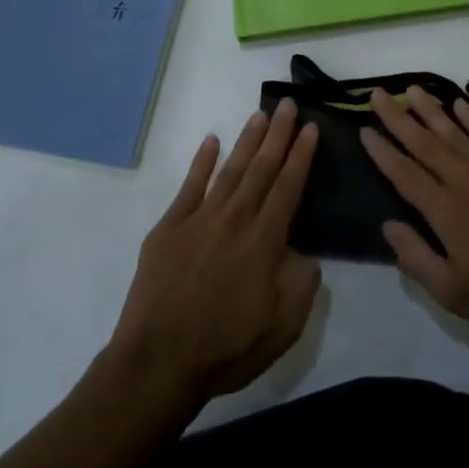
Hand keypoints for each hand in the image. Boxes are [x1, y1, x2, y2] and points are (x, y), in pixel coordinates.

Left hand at [110, 101, 321, 401]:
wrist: (158, 363)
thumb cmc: (227, 348)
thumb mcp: (284, 324)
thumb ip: (302, 282)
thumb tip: (304, 252)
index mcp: (265, 240)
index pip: (289, 186)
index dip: (301, 155)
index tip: (310, 127)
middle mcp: (235, 219)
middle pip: (262, 168)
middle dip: (278, 134)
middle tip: (288, 104)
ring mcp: (199, 220)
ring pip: (230, 170)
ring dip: (247, 141)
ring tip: (260, 115)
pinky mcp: (168, 229)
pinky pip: (189, 186)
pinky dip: (201, 162)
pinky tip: (211, 141)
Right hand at [361, 87, 468, 337]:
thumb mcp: (453, 293)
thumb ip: (416, 258)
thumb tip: (388, 224)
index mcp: (444, 211)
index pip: (404, 173)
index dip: (382, 151)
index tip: (363, 129)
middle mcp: (464, 180)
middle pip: (423, 142)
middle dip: (397, 117)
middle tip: (377, 93)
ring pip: (454, 131)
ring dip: (430, 109)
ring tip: (411, 89)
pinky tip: (458, 105)